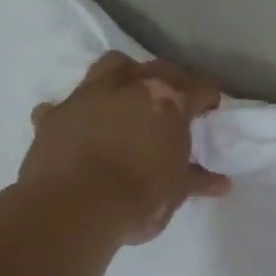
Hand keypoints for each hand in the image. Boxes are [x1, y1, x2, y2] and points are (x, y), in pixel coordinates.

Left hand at [17, 52, 230, 243]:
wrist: (71, 209)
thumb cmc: (138, 199)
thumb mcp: (176, 192)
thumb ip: (197, 180)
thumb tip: (222, 183)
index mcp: (169, 103)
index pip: (200, 87)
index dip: (209, 98)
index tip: (211, 112)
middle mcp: (130, 87)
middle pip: (160, 68)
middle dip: (173, 80)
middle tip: (176, 102)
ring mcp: (88, 96)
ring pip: (112, 65)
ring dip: (125, 76)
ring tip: (130, 98)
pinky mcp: (53, 115)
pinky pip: (64, 104)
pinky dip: (76, 111)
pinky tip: (80, 124)